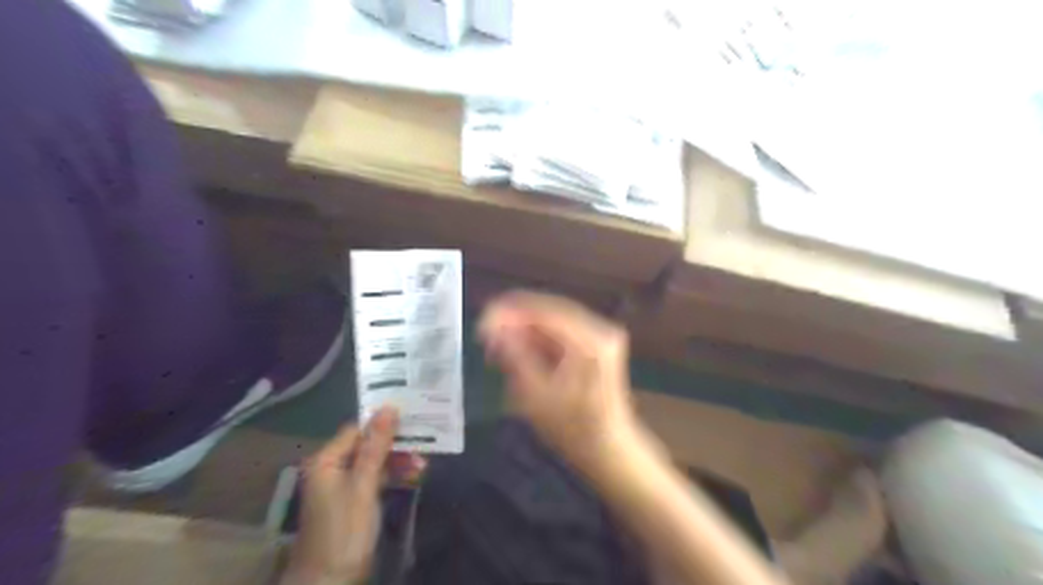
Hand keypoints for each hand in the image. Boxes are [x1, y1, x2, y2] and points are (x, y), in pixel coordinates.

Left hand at [283, 408, 424, 583]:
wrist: (331, 583)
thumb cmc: (345, 530)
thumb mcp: (363, 485)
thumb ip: (376, 446)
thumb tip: (389, 407)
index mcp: (327, 460)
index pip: (357, 429)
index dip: (383, 422)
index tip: (412, 416)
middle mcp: (334, 468)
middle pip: (368, 445)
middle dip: (396, 443)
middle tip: (425, 441)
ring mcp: (345, 485)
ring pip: (375, 462)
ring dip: (398, 460)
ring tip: (424, 463)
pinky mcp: (356, 500)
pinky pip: (377, 478)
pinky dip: (394, 475)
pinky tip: (414, 475)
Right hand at [478, 293, 635, 465]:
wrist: (610, 450)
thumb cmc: (573, 430)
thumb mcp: (536, 396)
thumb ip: (514, 356)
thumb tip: (491, 327)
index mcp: (590, 340)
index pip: (544, 311)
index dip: (509, 312)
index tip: (481, 323)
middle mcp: (600, 329)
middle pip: (549, 309)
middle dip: (515, 319)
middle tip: (485, 333)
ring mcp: (601, 334)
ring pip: (553, 319)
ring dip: (525, 328)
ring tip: (497, 344)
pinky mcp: (597, 343)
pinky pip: (561, 330)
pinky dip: (538, 337)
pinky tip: (518, 348)